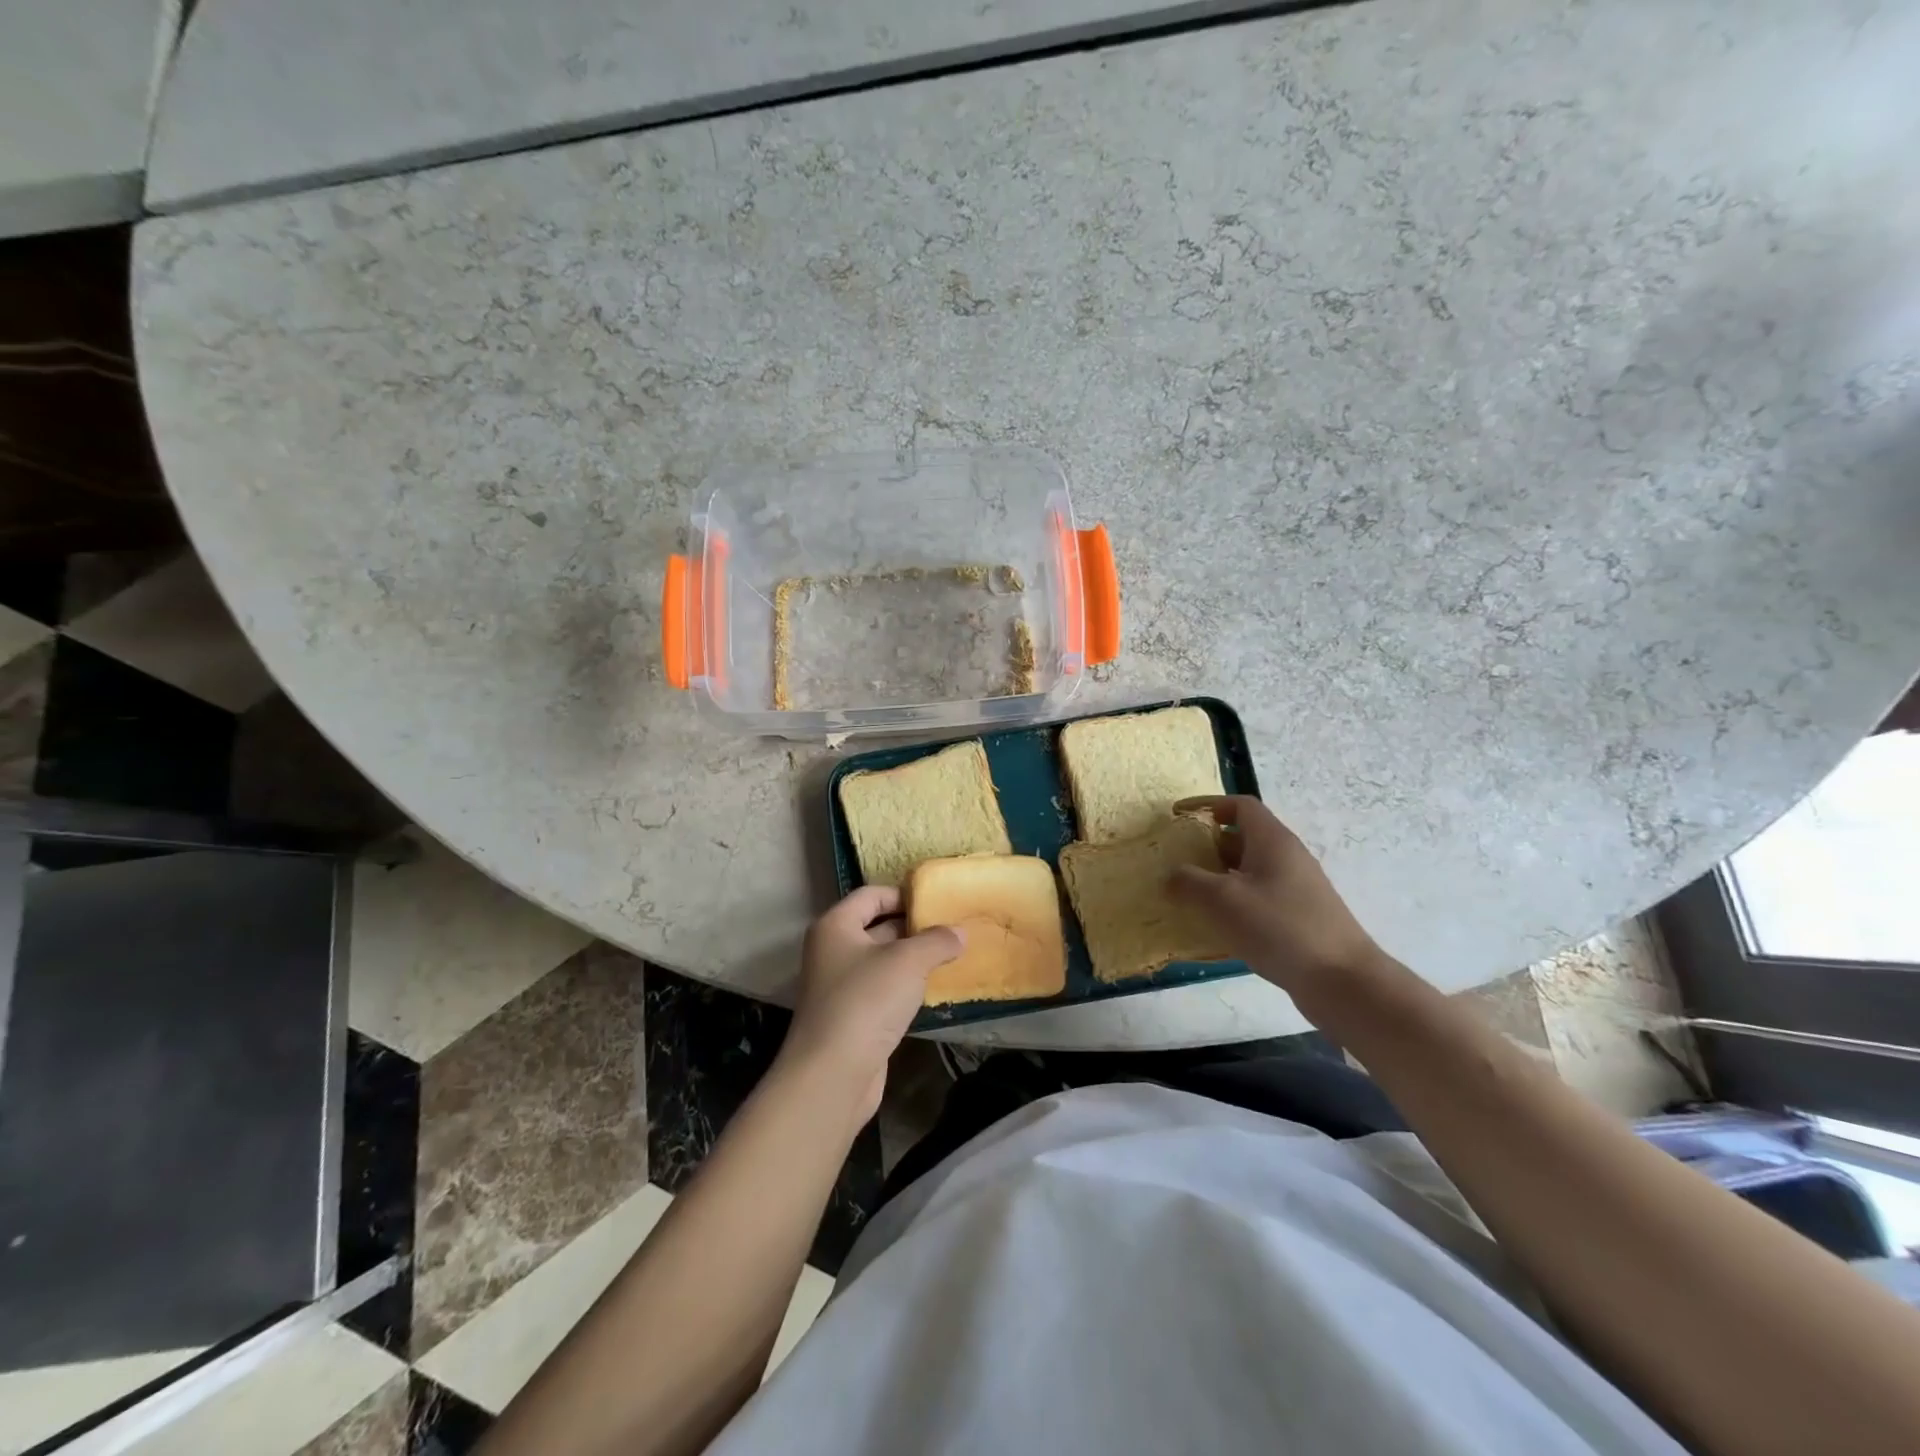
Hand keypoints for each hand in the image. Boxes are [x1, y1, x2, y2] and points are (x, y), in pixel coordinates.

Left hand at [781, 886, 963, 1123]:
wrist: (833, 1074)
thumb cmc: (866, 1001)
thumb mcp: (908, 961)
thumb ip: (936, 940)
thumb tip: (959, 933)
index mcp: (836, 926)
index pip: (872, 895)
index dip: (904, 894)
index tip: (938, 903)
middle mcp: (832, 950)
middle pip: (877, 926)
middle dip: (914, 927)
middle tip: (953, 929)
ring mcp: (840, 985)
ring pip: (882, 961)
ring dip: (913, 959)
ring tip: (951, 956)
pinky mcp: (851, 1016)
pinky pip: (883, 990)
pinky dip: (906, 987)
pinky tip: (933, 990)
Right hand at [1168, 796, 1382, 996]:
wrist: (1341, 980)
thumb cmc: (1279, 927)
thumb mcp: (1222, 900)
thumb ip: (1189, 881)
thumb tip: (1171, 875)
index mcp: (1273, 841)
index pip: (1241, 805)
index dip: (1208, 804)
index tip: (1179, 816)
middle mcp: (1287, 857)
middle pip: (1244, 837)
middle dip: (1209, 844)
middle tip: (1178, 860)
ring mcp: (1296, 888)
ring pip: (1250, 870)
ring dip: (1219, 876)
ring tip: (1190, 894)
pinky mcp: (1299, 917)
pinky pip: (1259, 897)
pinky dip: (1235, 901)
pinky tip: (1218, 925)